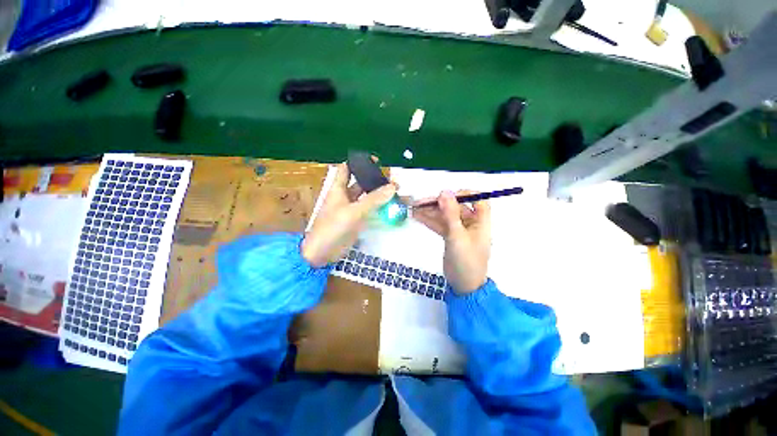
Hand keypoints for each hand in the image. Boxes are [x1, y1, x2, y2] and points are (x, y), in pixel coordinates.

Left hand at [302, 163, 396, 267]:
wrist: (322, 254)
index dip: (359, 162)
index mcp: (338, 189)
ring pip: (367, 198)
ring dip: (380, 196)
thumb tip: (393, 187)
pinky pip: (369, 211)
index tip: (376, 161)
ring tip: (397, 194)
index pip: (347, 168)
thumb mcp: (353, 212)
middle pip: (361, 183)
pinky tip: (390, 209)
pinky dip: (379, 209)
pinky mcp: (356, 221)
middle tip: (393, 182)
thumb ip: (373, 200)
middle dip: (375, 181)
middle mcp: (345, 197)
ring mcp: (351, 210)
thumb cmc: (332, 228)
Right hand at [413, 191, 490, 293]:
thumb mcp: (457, 236)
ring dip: (430, 212)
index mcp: (480, 222)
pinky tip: (417, 217)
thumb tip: (444, 192)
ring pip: (445, 216)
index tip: (447, 195)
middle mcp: (470, 224)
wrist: (463, 285)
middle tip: (420, 202)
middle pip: (455, 207)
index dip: (465, 194)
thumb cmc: (466, 261)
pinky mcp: (450, 237)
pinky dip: (429, 221)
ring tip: (413, 208)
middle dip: (438, 204)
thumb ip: (450, 213)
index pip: (478, 200)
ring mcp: (459, 231)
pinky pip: (440, 225)